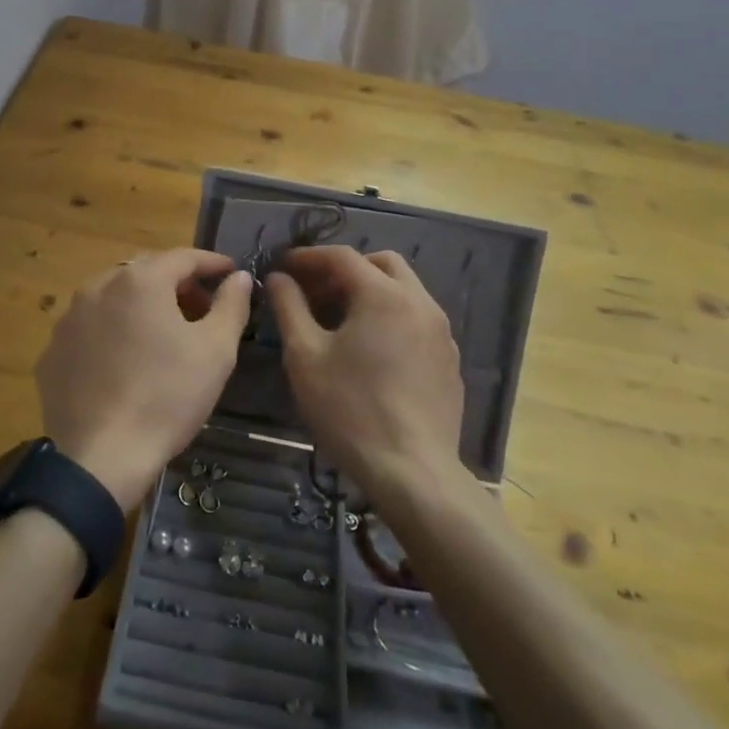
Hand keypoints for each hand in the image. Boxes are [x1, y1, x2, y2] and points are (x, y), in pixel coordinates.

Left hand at [36, 249, 252, 510]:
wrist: (102, 458)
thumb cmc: (167, 397)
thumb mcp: (216, 351)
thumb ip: (231, 305)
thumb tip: (238, 277)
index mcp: (139, 281)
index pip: (183, 257)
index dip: (211, 263)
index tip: (230, 273)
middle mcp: (97, 287)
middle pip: (145, 272)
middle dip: (176, 283)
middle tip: (201, 308)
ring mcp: (68, 320)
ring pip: (112, 298)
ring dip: (140, 306)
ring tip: (162, 334)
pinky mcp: (51, 353)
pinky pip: (89, 329)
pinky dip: (110, 333)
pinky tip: (124, 362)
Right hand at [265, 246, 464, 501]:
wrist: (412, 471)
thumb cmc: (350, 409)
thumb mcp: (305, 356)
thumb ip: (289, 307)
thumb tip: (278, 278)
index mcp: (383, 294)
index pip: (342, 256)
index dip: (308, 257)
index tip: (284, 266)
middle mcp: (420, 302)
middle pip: (381, 264)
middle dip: (346, 269)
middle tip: (316, 292)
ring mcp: (441, 332)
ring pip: (404, 291)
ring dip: (371, 292)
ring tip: (340, 321)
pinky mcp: (449, 360)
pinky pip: (417, 320)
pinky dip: (391, 318)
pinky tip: (371, 352)